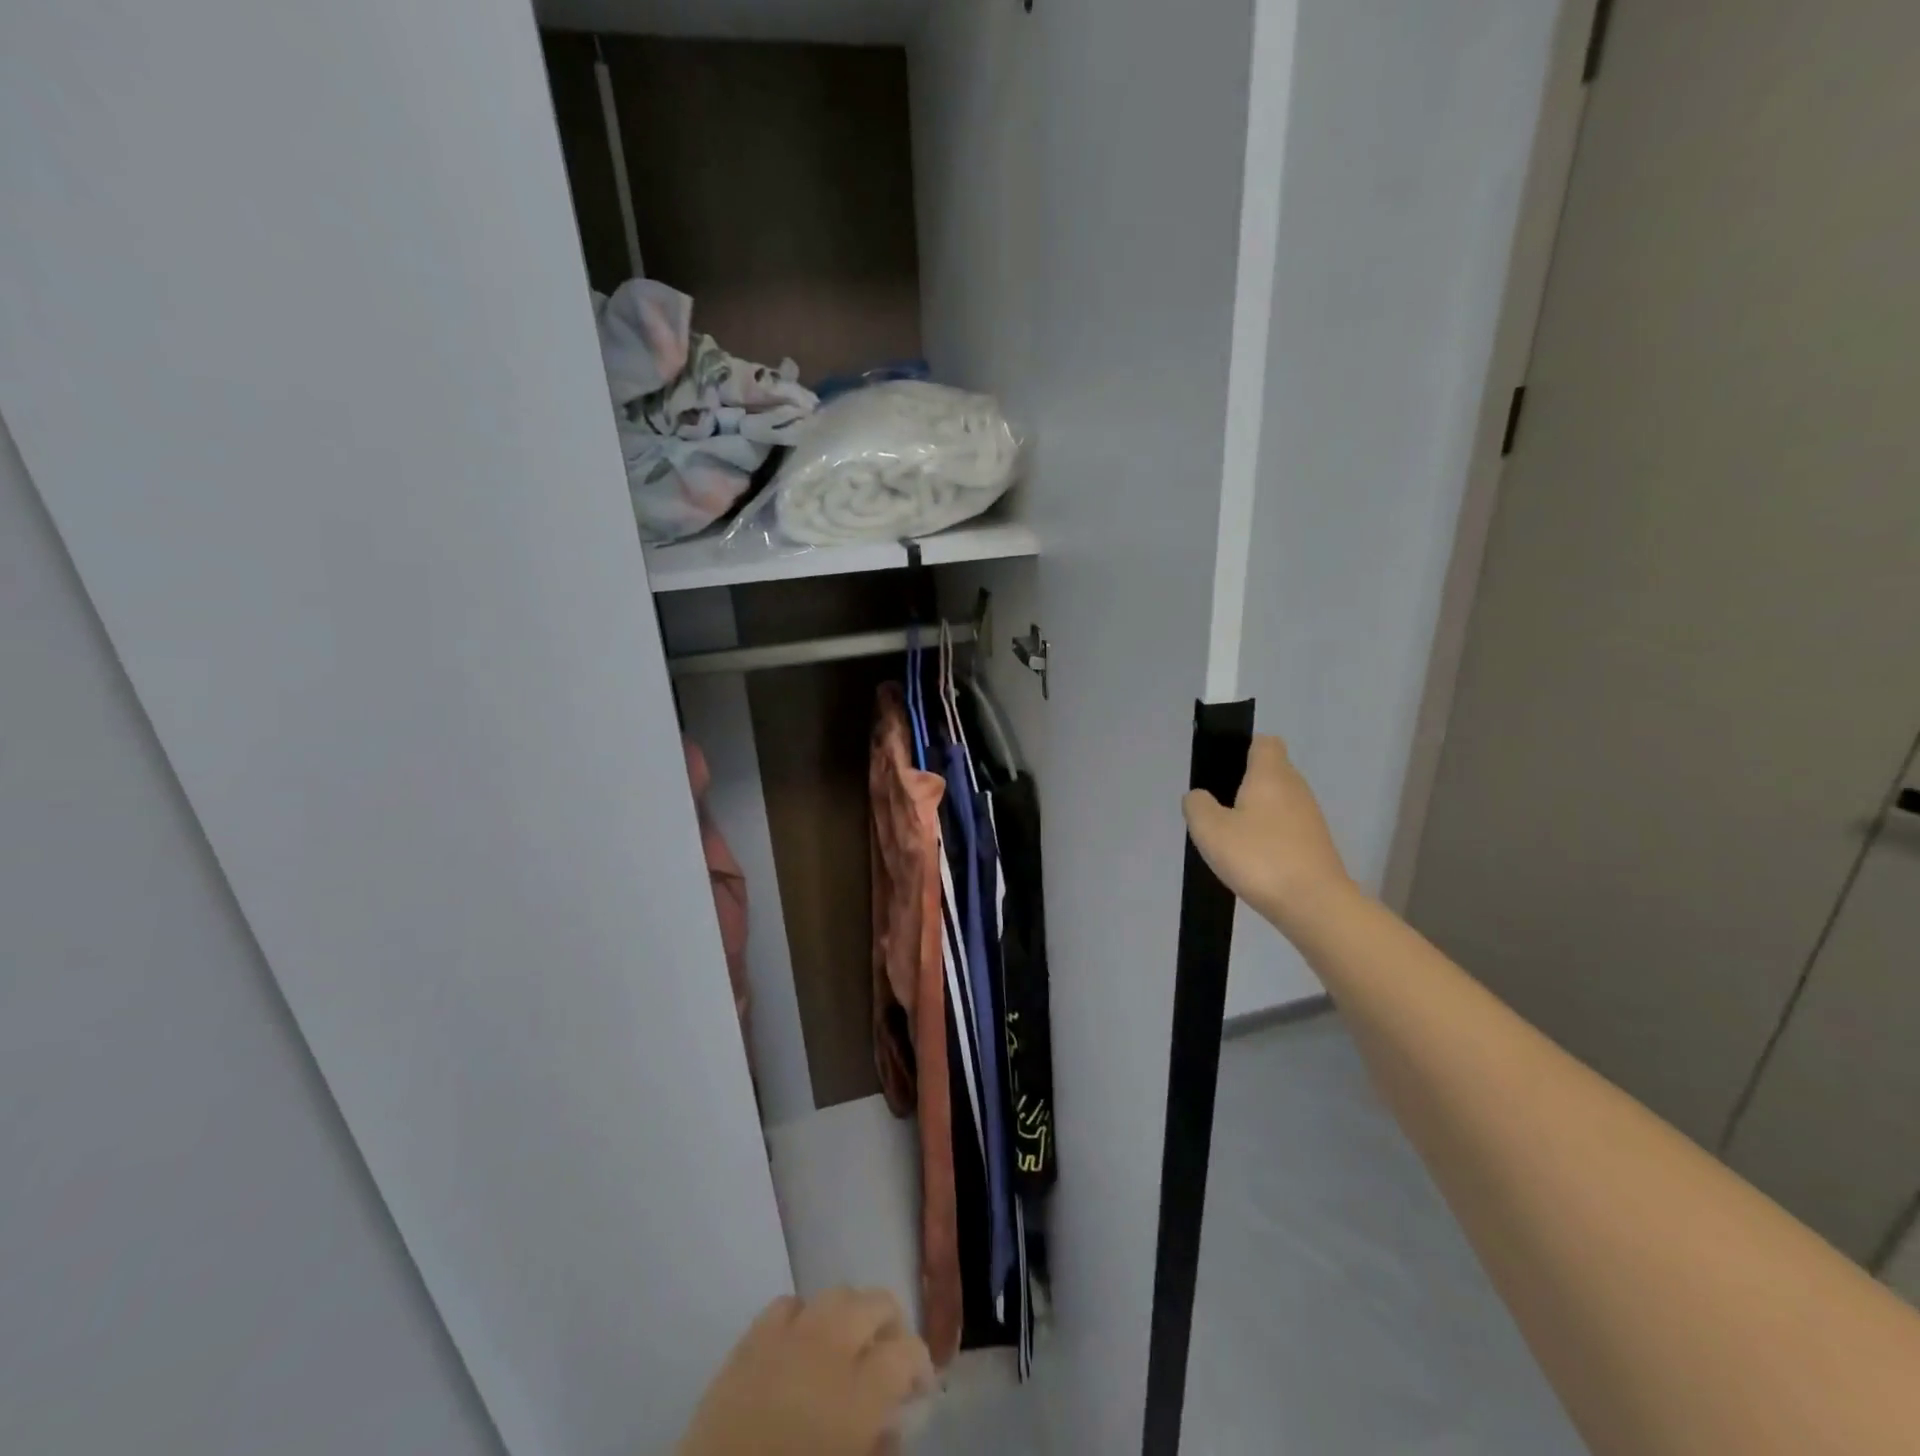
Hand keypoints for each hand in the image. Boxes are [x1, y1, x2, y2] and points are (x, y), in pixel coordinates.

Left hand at [676, 1289, 935, 1455]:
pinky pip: (787, 1305)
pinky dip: (804, 1317)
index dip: (920, 1364)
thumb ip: (879, 1448)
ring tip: (849, 1344)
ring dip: (851, 1314)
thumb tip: (891, 1427)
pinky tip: (802, 1344)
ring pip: (835, 1294)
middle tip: (891, 1357)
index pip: (907, 1350)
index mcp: (859, 1391)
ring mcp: (787, 1337)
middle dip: (891, 1324)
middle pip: (875, 1302)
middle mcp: (829, 1347)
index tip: (920, 1388)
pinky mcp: (750, 1341)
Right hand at [1183, 735, 1357, 931]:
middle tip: (1217, 808)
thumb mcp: (1210, 830)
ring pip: (1279, 801)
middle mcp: (1296, 788)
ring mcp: (1310, 817)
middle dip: (1245, 784)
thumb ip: (1197, 805)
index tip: (1222, 769)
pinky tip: (1252, 858)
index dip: (1243, 748)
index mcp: (1271, 774)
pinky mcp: (1315, 844)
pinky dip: (1269, 835)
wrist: (1314, 905)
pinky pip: (1287, 827)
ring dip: (1256, 812)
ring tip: (1231, 837)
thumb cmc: (1259, 857)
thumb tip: (1198, 796)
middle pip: (1271, 771)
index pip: (1264, 742)